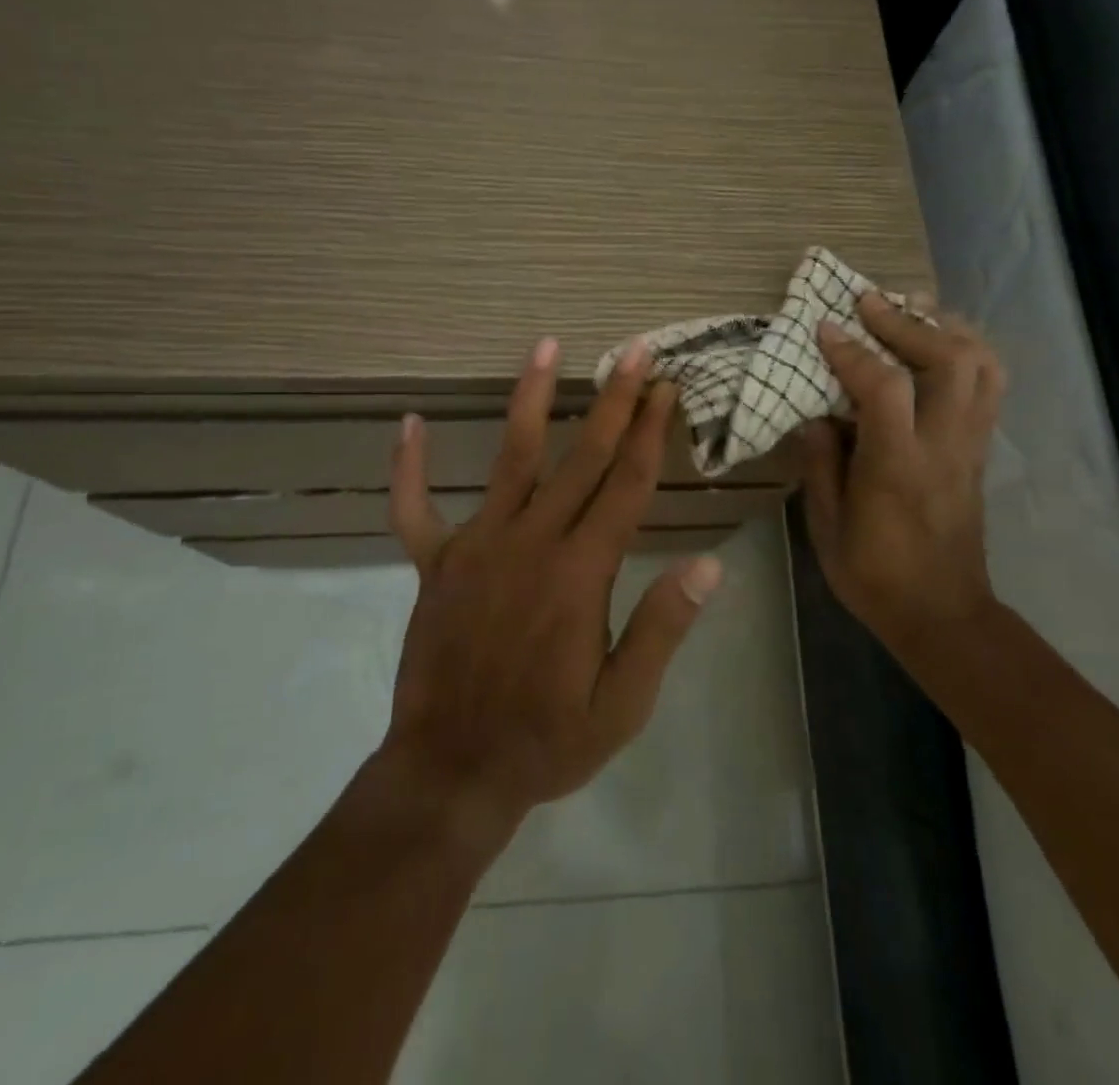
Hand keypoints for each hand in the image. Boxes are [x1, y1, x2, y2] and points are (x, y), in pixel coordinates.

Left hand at [379, 337, 722, 843]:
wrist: (451, 772)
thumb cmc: (547, 740)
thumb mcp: (623, 703)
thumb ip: (662, 628)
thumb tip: (709, 565)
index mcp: (580, 573)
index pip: (626, 486)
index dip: (651, 433)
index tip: (667, 388)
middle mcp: (530, 542)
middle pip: (582, 457)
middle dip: (614, 400)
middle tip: (635, 350)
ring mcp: (476, 546)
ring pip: (511, 459)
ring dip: (531, 398)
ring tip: (547, 346)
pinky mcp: (435, 563)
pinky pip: (414, 507)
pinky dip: (409, 468)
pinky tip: (409, 423)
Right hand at [800, 291, 1005, 661]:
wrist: (943, 614)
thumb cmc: (874, 575)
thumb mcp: (827, 527)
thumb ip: (820, 465)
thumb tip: (815, 416)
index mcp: (897, 468)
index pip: (884, 388)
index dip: (853, 350)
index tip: (825, 327)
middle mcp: (943, 446)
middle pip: (950, 360)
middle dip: (907, 321)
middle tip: (868, 303)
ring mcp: (970, 446)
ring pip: (982, 366)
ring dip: (946, 328)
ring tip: (911, 311)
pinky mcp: (980, 451)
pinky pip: (989, 386)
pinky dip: (967, 352)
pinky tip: (938, 345)